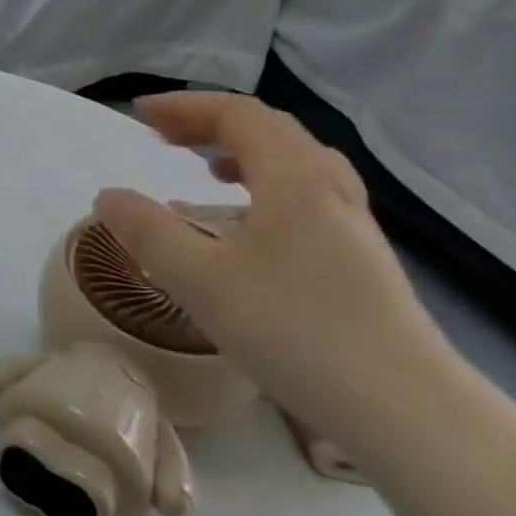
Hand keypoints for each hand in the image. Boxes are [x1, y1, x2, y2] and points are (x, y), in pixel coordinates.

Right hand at [92, 93, 465, 455]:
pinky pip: (307, 194)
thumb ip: (147, 232)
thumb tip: (108, 197)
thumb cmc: (296, 331)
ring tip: (207, 169)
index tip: (141, 115)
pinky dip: (266, 184)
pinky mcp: (360, 258)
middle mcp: (328, 188)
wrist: (407, 409)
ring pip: (294, 162)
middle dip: (210, 124)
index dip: (186, 107)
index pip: (238, 115)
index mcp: (294, 178)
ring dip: (242, 151)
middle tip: (165, 137)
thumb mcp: (200, 280)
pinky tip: (250, 224)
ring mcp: (352, 223)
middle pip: (269, 130)